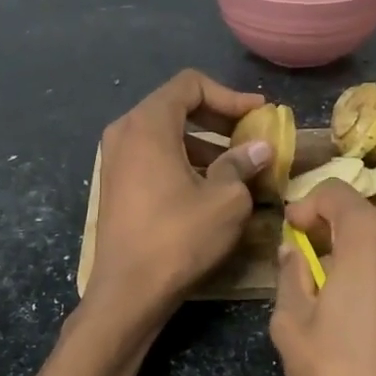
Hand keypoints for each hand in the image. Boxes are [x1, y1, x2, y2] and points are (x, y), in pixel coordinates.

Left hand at [87, 70, 271, 320]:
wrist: (128, 291)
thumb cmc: (179, 238)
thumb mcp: (225, 200)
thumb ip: (243, 164)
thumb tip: (260, 148)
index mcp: (148, 125)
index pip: (190, 84)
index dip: (229, 95)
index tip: (258, 114)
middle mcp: (124, 132)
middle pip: (175, 106)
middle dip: (217, 118)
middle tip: (250, 137)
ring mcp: (114, 160)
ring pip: (164, 134)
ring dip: (202, 143)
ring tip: (236, 167)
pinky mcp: (115, 185)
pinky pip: (152, 157)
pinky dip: (182, 161)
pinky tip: (208, 187)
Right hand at [270, 183, 375, 375]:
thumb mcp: (291, 327)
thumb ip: (291, 276)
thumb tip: (294, 252)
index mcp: (371, 238)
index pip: (337, 193)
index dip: (308, 206)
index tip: (293, 233)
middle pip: (371, 222)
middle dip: (340, 238)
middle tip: (319, 275)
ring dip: (374, 263)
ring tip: (356, 306)